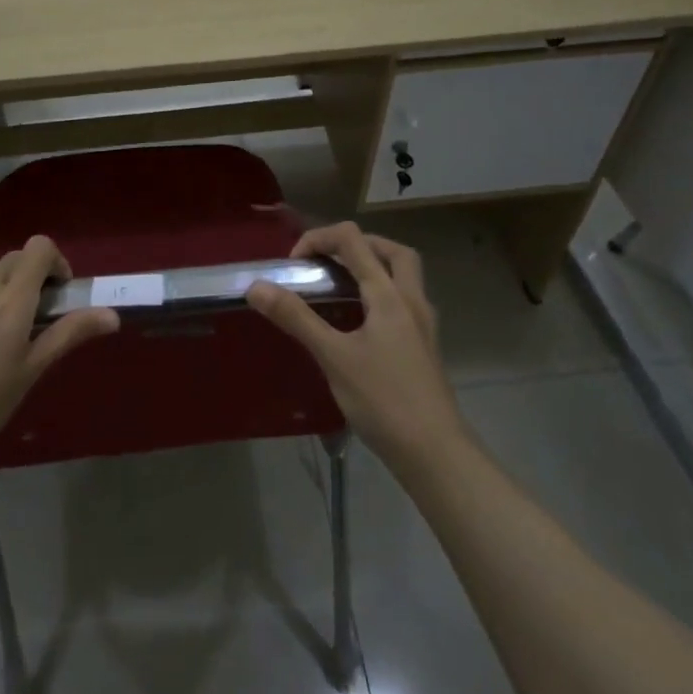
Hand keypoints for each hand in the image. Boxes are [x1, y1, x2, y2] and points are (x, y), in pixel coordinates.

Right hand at [247, 222, 469, 472]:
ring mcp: (423, 325)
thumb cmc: (384, 401)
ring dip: (374, 267)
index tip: (294, 264)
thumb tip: (256, 286)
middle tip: (328, 260)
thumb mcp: (333, 357)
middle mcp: (412, 300)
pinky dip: (382, 295)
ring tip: (341, 286)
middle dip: (357, 244)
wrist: (436, 455)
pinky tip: (361, 323)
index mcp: (389, 294)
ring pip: (404, 276)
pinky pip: (405, 302)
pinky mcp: (425, 348)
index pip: (353, 240)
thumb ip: (296, 318)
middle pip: (391, 250)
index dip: (319, 238)